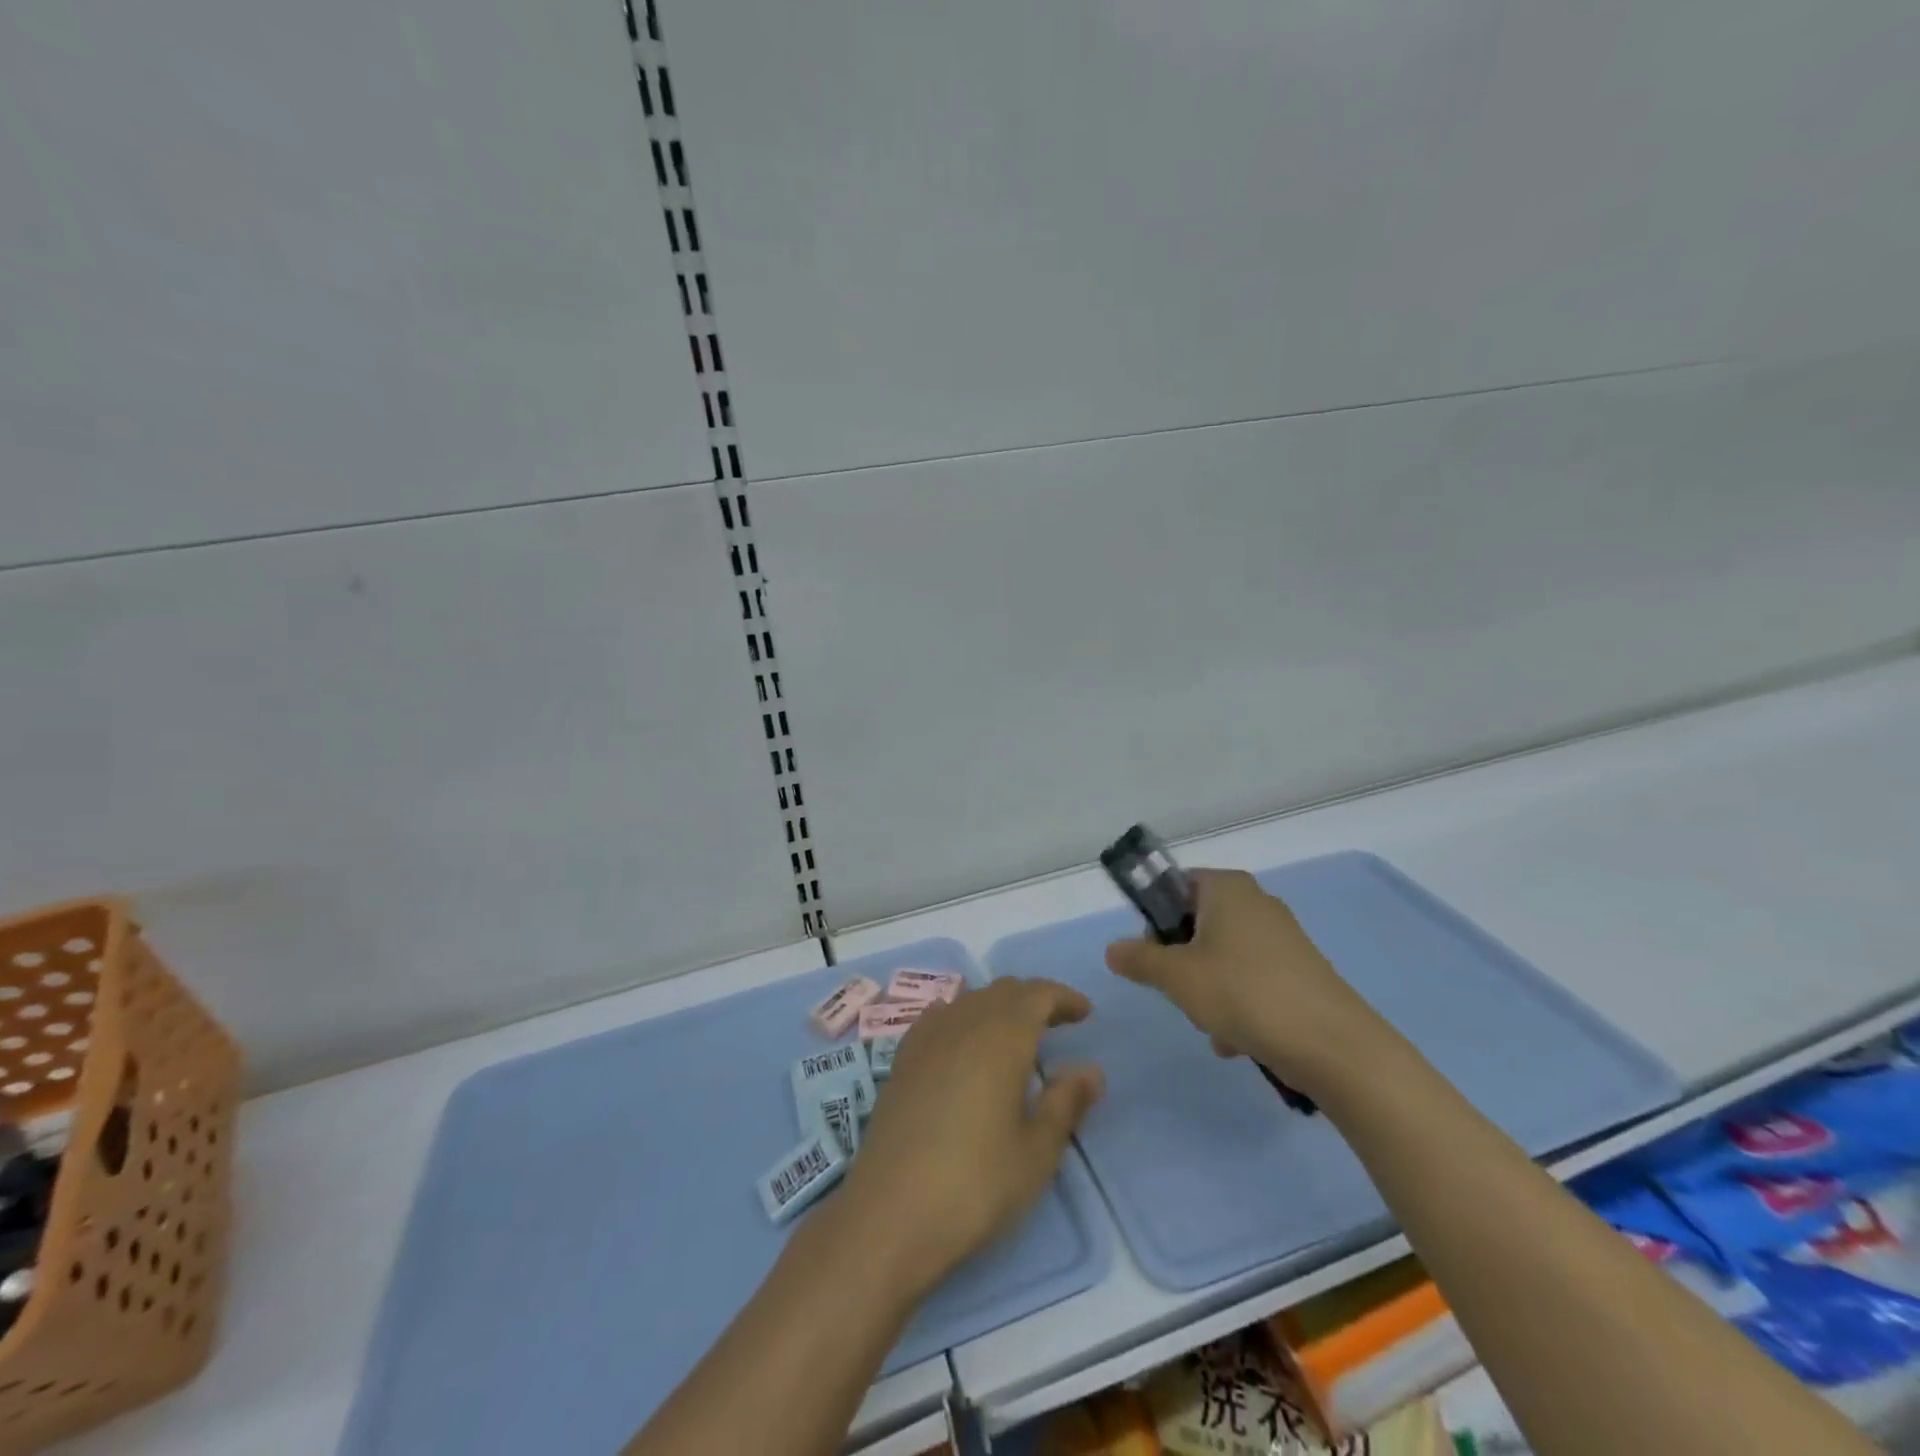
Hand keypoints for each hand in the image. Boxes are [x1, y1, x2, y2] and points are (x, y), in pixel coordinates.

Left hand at [840, 979, 1103, 1295]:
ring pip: (970, 1000)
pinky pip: (939, 1018)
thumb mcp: (1036, 1152)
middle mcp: (963, 1023)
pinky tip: (964, 1044)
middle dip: (1033, 1000)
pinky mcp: (902, 1060)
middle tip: (1057, 1024)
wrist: (890, 1213)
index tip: (1085, 1014)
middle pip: (1002, 991)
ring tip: (1015, 1037)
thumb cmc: (975, 1184)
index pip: (1037, 994)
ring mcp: (926, 1038)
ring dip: (998, 1007)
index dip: (1063, 997)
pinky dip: (962, 1018)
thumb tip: (1091, 1070)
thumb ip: (1066, 1103)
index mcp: (1002, 1036)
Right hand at [1104, 868, 1395, 1100]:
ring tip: (1213, 1027)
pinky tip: (1238, 1041)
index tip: (1151, 955)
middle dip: (1182, 963)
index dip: (1154, 919)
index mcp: (1226, 888)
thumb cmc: (1244, 993)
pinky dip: (1238, 1005)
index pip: (1175, 886)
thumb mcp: (1177, 976)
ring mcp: (1282, 937)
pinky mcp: (1300, 971)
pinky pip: (1251, 980)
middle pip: (1197, 924)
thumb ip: (1139, 959)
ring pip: (1222, 957)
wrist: (1334, 1045)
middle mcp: (1256, 902)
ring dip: (1208, 991)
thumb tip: (1112, 949)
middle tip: (1179, 991)